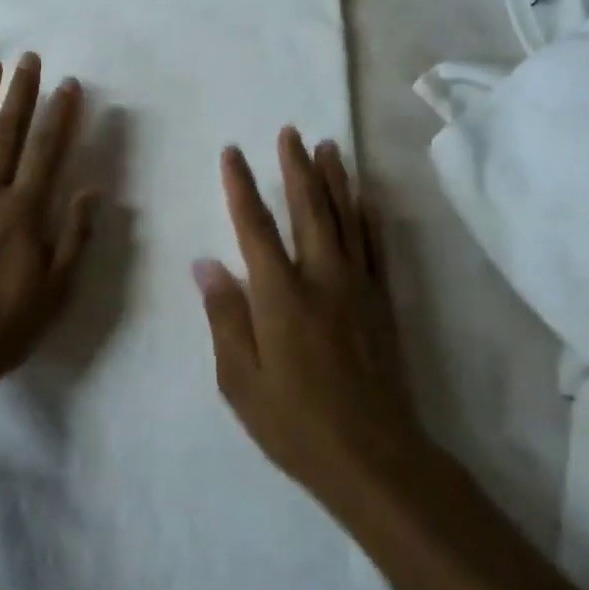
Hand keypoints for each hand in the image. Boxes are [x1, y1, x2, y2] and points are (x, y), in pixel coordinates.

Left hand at [0, 53, 96, 400]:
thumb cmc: (2, 324)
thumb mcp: (55, 290)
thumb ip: (75, 236)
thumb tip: (93, 190)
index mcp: (23, 211)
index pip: (47, 150)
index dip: (60, 115)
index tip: (69, 84)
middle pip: (7, 133)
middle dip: (20, 93)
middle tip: (28, 59)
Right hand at [194, 129, 423, 507]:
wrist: (374, 457)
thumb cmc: (293, 422)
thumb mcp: (239, 378)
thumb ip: (224, 315)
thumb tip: (206, 263)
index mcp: (279, 294)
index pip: (254, 226)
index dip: (241, 186)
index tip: (232, 152)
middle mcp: (321, 278)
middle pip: (308, 208)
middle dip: (297, 166)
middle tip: (291, 131)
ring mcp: (358, 288)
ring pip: (346, 219)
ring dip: (335, 179)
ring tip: (329, 146)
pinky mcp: (383, 303)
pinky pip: (376, 247)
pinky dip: (369, 217)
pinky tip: (366, 199)